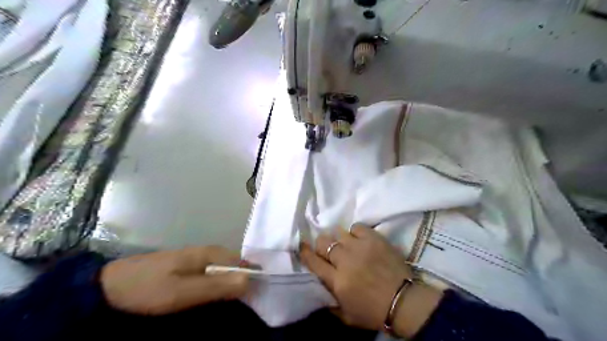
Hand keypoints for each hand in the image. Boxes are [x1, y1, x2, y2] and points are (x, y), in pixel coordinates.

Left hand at [101, 246, 248, 314]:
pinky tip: (216, 294)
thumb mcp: (182, 292)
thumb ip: (216, 286)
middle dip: (243, 281)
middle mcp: (207, 251)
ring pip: (224, 268)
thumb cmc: (149, 288)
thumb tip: (249, 280)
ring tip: (235, 301)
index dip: (252, 277)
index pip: (241, 262)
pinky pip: (213, 272)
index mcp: (209, 254)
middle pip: (235, 265)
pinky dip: (219, 283)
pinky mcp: (188, 265)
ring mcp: (197, 257)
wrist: (111, 285)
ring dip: (231, 283)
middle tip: (247, 303)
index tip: (258, 296)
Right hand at [301, 225, 443, 336]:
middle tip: (327, 249)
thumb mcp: (347, 317)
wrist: (404, 302)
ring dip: (338, 238)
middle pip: (323, 242)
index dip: (305, 252)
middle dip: (321, 244)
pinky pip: (357, 227)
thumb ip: (330, 303)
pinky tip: (359, 239)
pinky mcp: (374, 239)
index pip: (313, 261)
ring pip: (338, 232)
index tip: (302, 246)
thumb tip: (320, 288)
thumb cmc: (374, 312)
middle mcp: (344, 260)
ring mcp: (359, 247)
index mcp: (336, 280)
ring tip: (344, 243)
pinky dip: (355, 232)